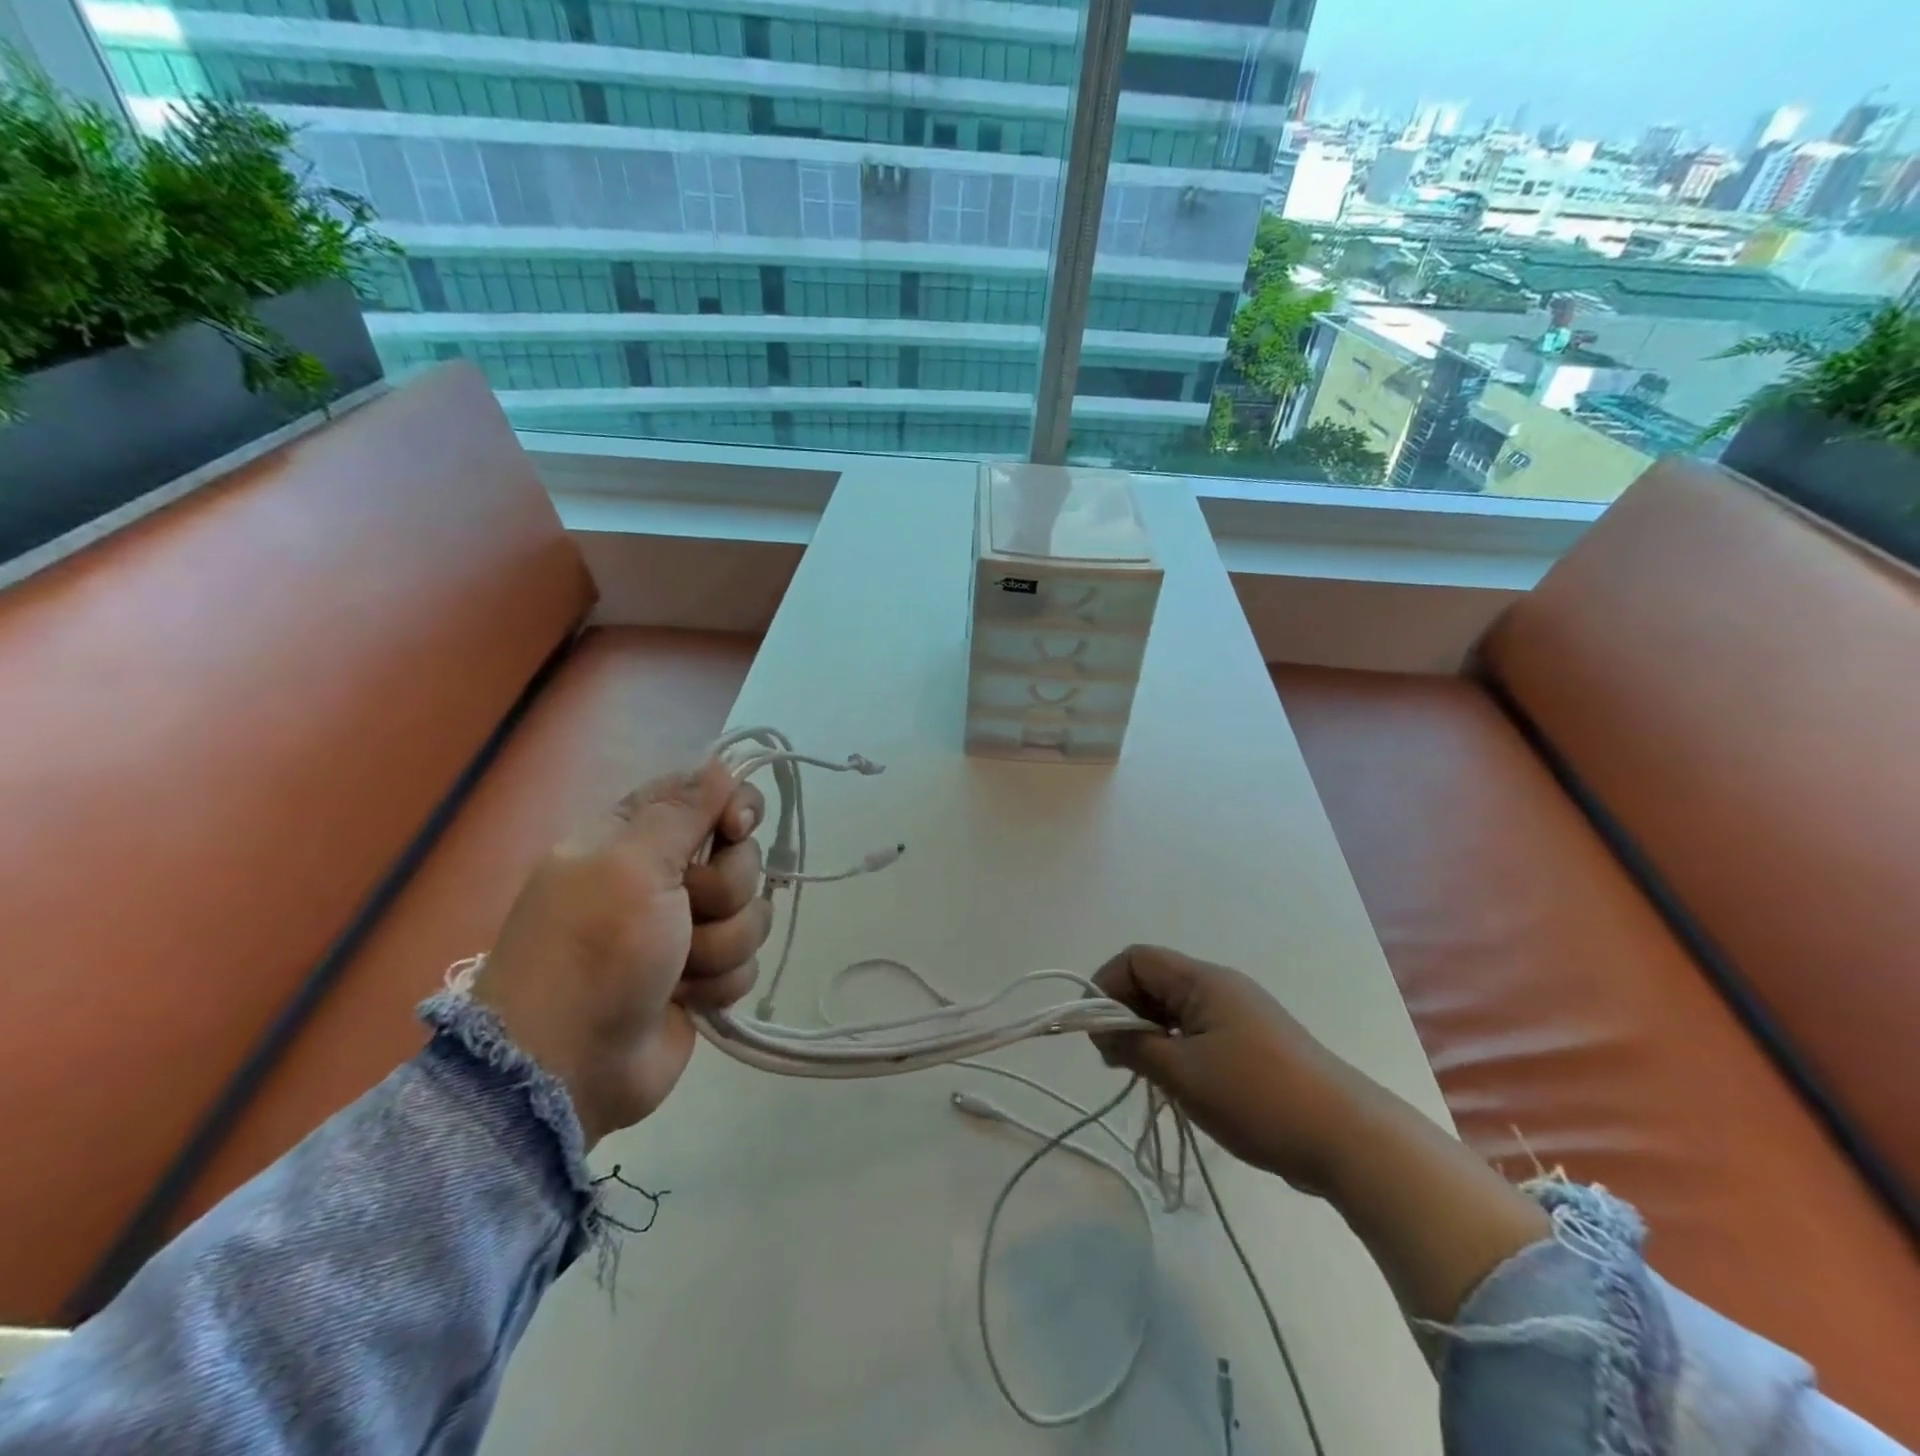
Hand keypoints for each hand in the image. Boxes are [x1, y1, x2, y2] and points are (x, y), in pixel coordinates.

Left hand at [472, 759, 770, 1146]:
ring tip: (679, 970)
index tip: (736, 827)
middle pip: (740, 857)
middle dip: (724, 890)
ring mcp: (684, 930)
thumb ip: (682, 810)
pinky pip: (747, 960)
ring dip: (722, 944)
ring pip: (751, 913)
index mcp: (634, 839)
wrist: (566, 1068)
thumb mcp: (630, 866)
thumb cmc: (593, 953)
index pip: (706, 795)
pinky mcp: (701, 976)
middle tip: (687, 912)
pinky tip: (686, 997)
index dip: (733, 808)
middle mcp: (662, 878)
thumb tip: (721, 762)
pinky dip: (720, 980)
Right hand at [1095, 946, 1551, 1330]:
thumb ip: (1134, 1045)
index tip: (1097, 1033)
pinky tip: (1178, 1084)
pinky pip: (1198, 1030)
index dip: (1106, 986)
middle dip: (1125, 1012)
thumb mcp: (1183, 1073)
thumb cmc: (1257, 1097)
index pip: (1137, 958)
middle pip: (1155, 980)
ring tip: (1145, 1075)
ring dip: (1150, 1034)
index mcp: (1204, 980)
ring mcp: (1240, 1015)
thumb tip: (1103, 1031)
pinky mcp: (1254, 1043)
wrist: (1349, 1139)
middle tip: (1116, 1060)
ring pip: (1175, 1008)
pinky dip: (1176, 1048)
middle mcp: (1221, 987)